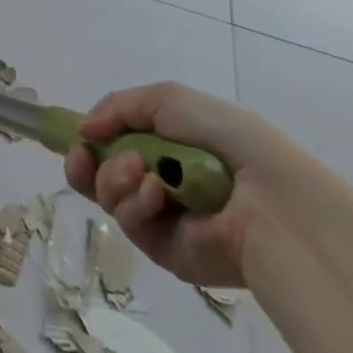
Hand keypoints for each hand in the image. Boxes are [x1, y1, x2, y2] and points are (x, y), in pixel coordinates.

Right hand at [63, 81, 307, 288]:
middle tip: (87, 154)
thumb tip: (83, 131)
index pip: (110, 147)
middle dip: (87, 164)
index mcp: (163, 148)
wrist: (273, 199)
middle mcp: (158, 183)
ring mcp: (162, 220)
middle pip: (98, 177)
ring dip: (114, 178)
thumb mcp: (167, 99)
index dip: (88, 142)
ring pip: (109, 198)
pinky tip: (159, 194)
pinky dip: (138, 204)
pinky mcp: (168, 253)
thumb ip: (117, 107)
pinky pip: (131, 225)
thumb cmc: (224, 138)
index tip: (79, 139)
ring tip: (142, 171)